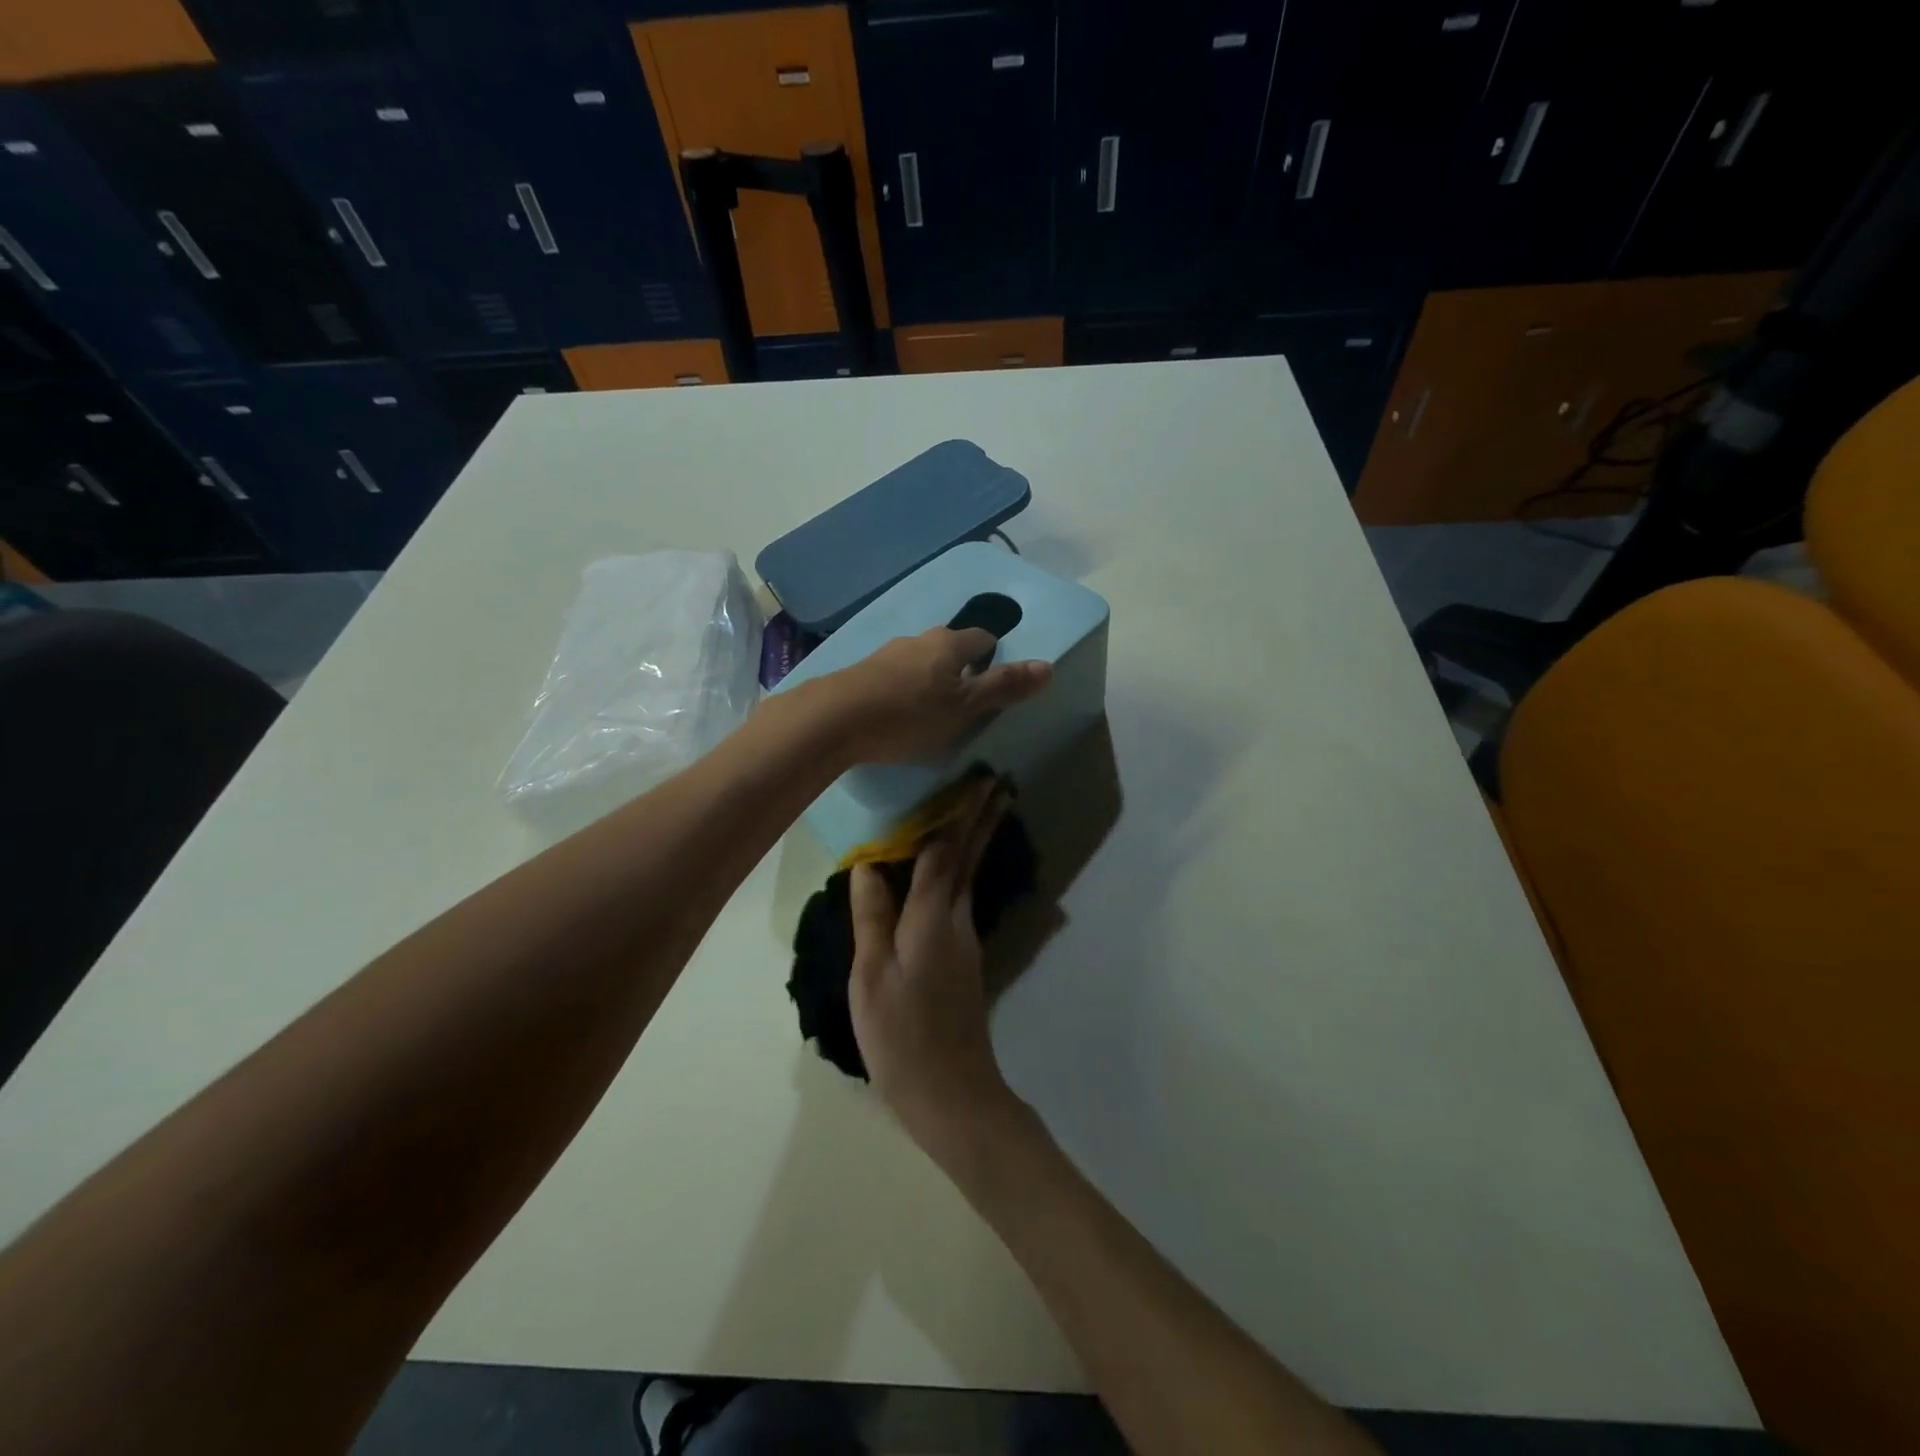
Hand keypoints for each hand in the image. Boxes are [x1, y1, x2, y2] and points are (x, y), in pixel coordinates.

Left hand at [827, 628, 1049, 763]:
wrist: (834, 719)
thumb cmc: (909, 714)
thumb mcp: (964, 707)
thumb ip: (1004, 688)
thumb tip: (1048, 666)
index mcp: (949, 643)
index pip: (982, 639)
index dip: (993, 657)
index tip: (995, 684)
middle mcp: (918, 640)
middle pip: (950, 648)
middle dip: (961, 669)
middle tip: (966, 702)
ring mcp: (886, 653)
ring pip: (920, 661)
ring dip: (930, 680)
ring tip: (932, 712)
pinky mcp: (862, 672)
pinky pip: (895, 676)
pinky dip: (904, 689)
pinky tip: (898, 713)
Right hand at [849, 777, 1017, 1144]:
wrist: (951, 1092)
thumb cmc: (901, 1034)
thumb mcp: (872, 976)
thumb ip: (872, 917)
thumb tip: (868, 865)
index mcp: (932, 918)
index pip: (945, 853)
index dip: (958, 814)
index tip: (978, 780)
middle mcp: (956, 921)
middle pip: (969, 859)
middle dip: (983, 819)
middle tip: (1000, 783)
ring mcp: (965, 942)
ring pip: (968, 877)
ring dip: (976, 841)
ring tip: (977, 813)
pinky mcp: (964, 961)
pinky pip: (960, 899)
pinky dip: (961, 871)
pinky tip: (949, 873)